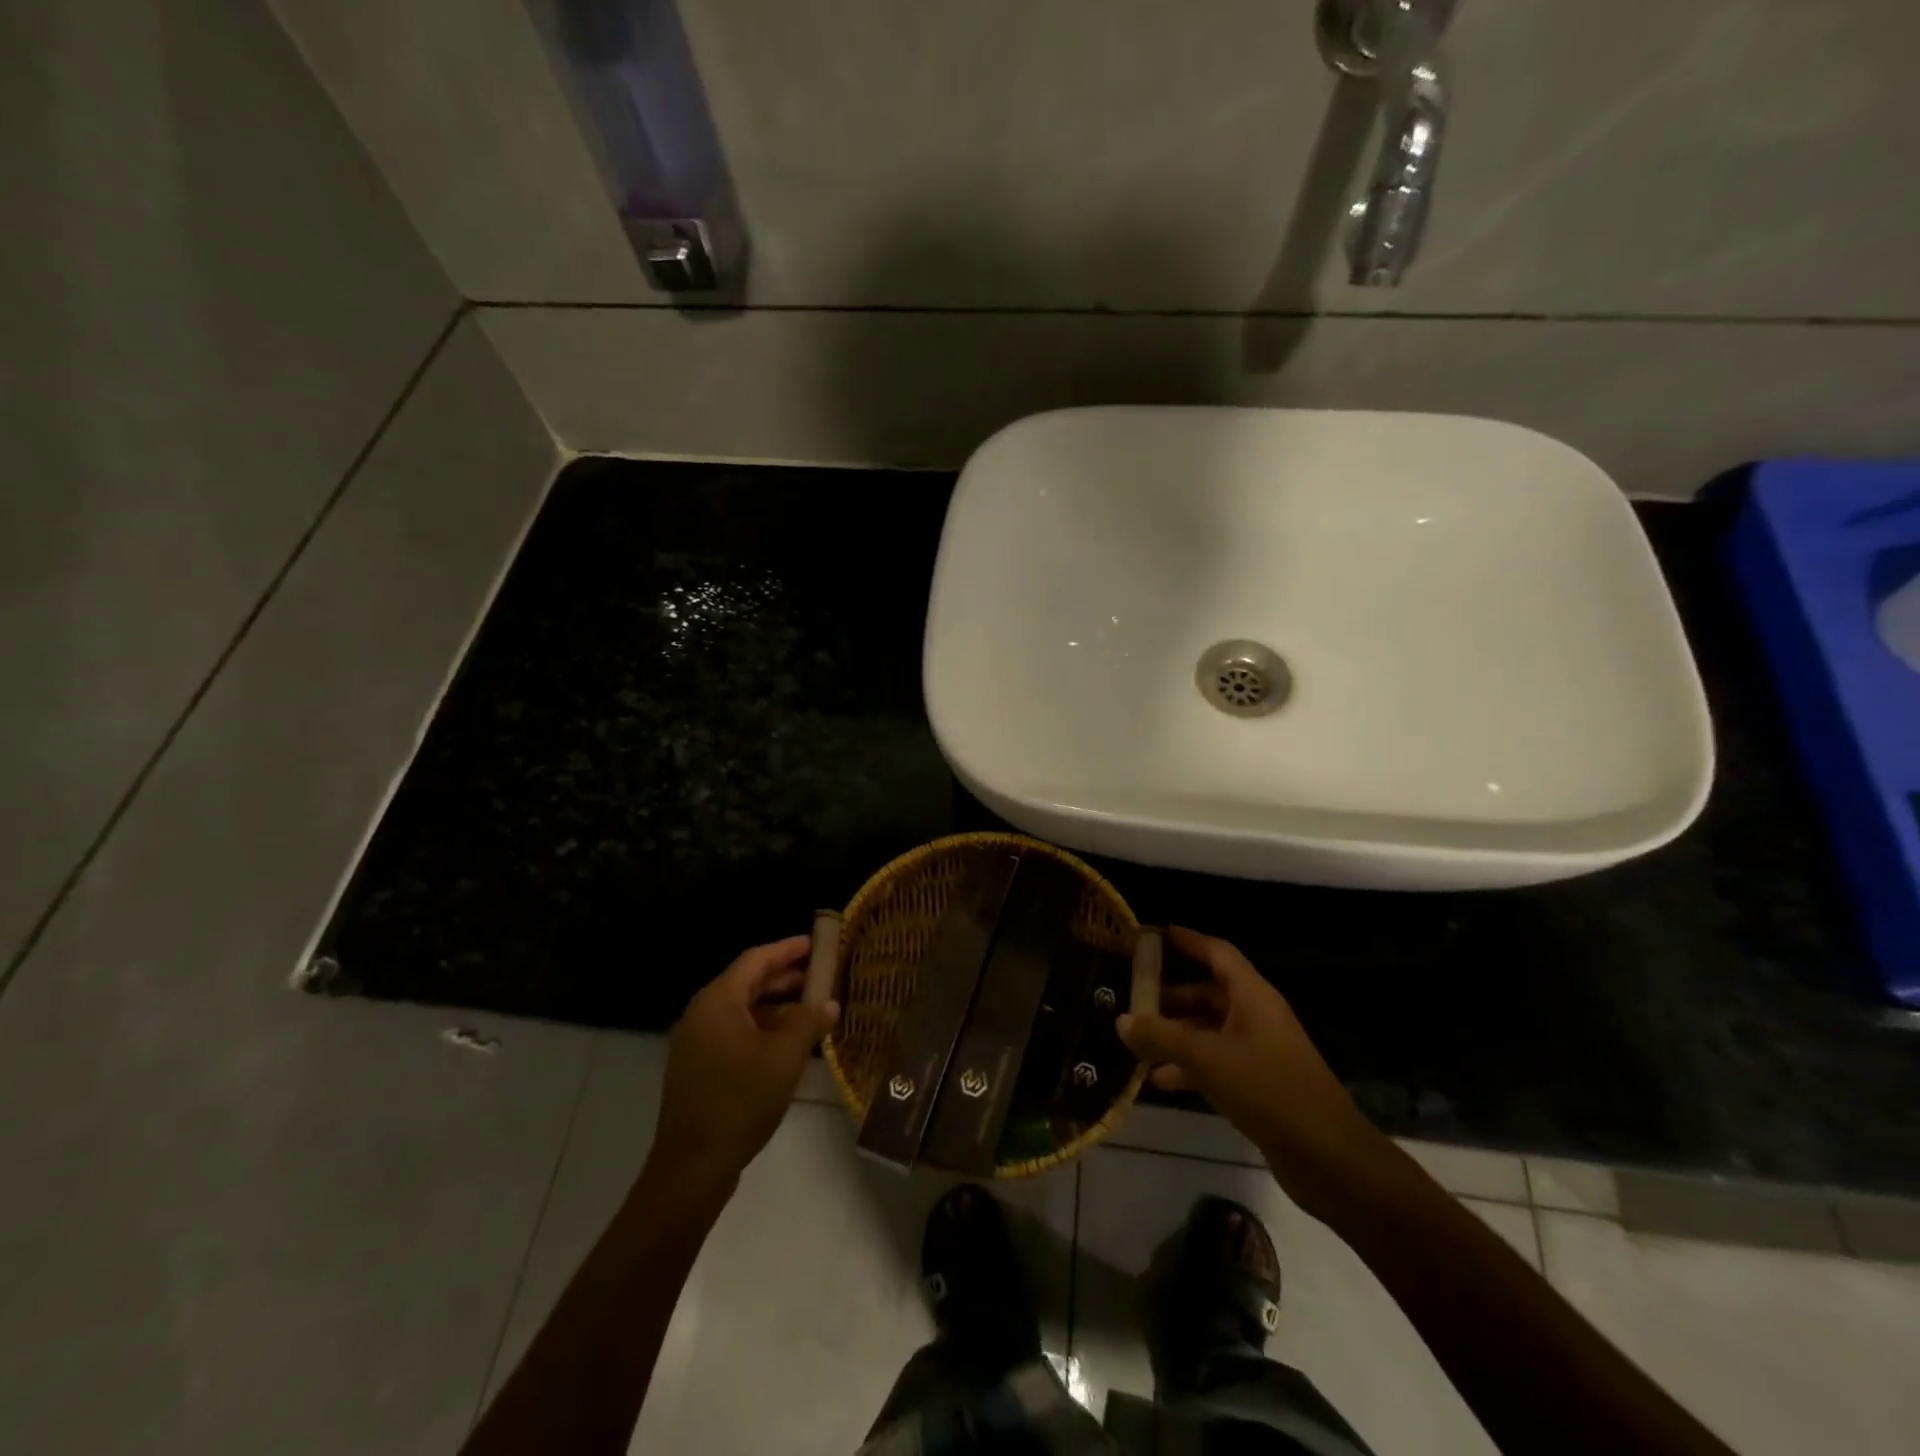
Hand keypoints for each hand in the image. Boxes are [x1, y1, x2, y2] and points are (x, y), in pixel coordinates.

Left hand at [647, 937, 838, 1191]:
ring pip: (745, 1011)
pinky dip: (765, 1030)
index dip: (787, 949)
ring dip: (779, 1008)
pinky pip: (737, 1034)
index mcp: (718, 1001)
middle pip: (749, 983)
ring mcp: (698, 1043)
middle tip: (823, 977)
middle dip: (787, 979)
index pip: (756, 959)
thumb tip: (829, 1003)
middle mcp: (703, 1014)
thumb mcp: (784, 1057)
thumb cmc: (740, 1100)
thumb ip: (809, 1023)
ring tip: (815, 1011)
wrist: (693, 1167)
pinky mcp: (701, 1068)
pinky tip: (792, 1044)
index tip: (816, 943)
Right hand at [1118, 927, 1382, 1216]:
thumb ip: (1161, 1037)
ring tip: (1136, 1043)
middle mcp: (1256, 1017)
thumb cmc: (1269, 1091)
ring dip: (1175, 1036)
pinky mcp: (1258, 1086)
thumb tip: (1122, 1020)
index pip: (1218, 953)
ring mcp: (1258, 1053)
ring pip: (1208, 1032)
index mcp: (1253, 997)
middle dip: (1170, 997)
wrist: (1328, 1159)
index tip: (1155, 934)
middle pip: (1208, 994)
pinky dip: (1188, 1067)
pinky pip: (1215, 1064)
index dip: (1188, 941)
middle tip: (1132, 998)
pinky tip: (1158, 1080)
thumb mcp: (1207, 1058)